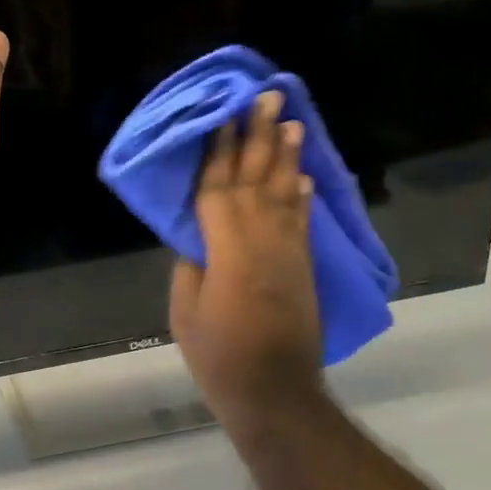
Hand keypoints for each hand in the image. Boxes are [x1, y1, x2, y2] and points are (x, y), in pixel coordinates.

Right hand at [170, 90, 327, 430]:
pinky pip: (302, 219)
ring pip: (285, 190)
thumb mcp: (186, 310)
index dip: (220, 150)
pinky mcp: (304, 265)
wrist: (275, 391)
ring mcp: (288, 250)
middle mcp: (261, 237)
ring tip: (290, 121)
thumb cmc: (219, 355)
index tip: (224, 115)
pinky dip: (303, 194)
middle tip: (267, 97)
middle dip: (259, 135)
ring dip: (287, 155)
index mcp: (226, 246)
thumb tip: (199, 237)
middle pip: (257, 177)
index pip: (219, 187)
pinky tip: (304, 175)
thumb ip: (192, 264)